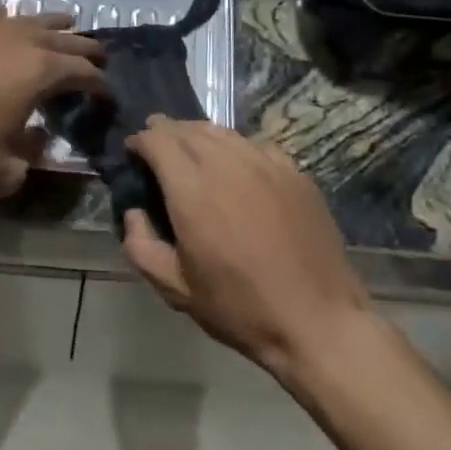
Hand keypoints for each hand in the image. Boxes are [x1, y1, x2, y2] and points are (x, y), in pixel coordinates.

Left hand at [0, 5, 107, 203]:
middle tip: (99, 56)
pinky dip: (6, 19)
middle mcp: (19, 40)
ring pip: (29, 19)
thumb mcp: (3, 171)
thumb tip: (38, 139)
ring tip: (67, 24)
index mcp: (39, 71)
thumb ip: (31, 154)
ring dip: (52, 24)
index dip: (99, 84)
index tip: (107, 94)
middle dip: (85, 48)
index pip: (82, 73)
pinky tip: (6, 21)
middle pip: (63, 39)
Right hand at [121, 118, 371, 381]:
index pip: (158, 141)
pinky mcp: (294, 172)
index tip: (133, 151)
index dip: (141, 140)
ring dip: (198, 134)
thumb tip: (133, 212)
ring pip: (222, 132)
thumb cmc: (240, 307)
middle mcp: (227, 164)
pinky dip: (235, 146)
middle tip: (156, 143)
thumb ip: (141, 246)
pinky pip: (255, 145)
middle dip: (167, 131)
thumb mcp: (176, 289)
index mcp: (192, 190)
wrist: (317, 320)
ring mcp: (265, 164)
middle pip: (189, 129)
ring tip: (190, 146)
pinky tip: (235, 162)